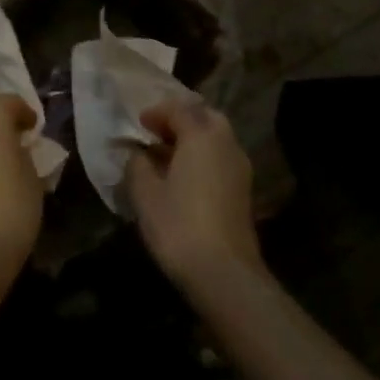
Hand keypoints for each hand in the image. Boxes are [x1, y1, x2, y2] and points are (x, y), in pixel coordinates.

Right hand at [126, 100, 259, 294]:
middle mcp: (226, 143)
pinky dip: (203, 156)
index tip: (139, 123)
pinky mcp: (243, 189)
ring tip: (166, 155)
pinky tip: (183, 177)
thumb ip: (137, 165)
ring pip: (216, 137)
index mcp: (201, 135)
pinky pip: (221, 157)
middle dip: (180, 119)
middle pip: (204, 116)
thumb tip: (136, 152)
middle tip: (156, 133)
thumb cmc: (178, 225)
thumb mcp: (145, 193)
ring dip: (192, 138)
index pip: (179, 108)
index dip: (157, 112)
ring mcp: (239, 166)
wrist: (223, 271)